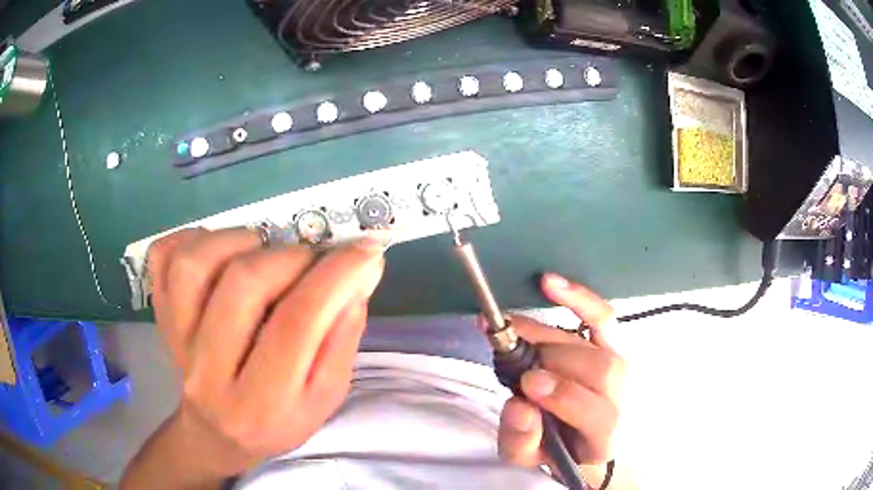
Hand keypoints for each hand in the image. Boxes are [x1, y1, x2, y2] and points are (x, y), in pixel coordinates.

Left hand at [123, 228, 384, 486]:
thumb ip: (342, 338)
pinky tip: (218, 252)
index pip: (297, 324)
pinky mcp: (160, 315)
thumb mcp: (324, 396)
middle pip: (243, 285)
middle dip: (290, 258)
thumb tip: (358, 276)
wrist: (216, 432)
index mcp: (262, 402)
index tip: (367, 249)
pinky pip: (162, 259)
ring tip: (261, 252)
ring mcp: (175, 339)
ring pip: (194, 263)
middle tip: (309, 262)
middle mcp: (210, 371)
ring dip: (238, 241)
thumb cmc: (278, 420)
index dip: (336, 277)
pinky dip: (191, 238)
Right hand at [498, 273, 625, 486]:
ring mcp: (622, 367)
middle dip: (551, 359)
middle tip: (509, 352)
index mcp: (604, 436)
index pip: (596, 412)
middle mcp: (624, 398)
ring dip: (550, 333)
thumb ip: (520, 440)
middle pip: (598, 369)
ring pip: (597, 343)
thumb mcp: (529, 459)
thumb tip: (519, 405)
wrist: (587, 440)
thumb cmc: (557, 451)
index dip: (563, 394)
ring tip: (513, 329)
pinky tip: (550, 283)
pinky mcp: (613, 345)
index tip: (527, 385)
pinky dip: (578, 298)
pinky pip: (602, 317)